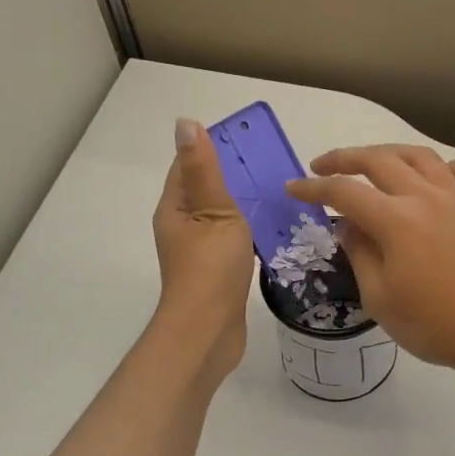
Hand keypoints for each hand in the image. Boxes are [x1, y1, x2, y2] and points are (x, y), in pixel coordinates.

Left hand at [153, 119, 254, 382]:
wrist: (208, 332)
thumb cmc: (210, 269)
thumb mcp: (213, 211)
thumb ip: (204, 170)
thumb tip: (185, 123)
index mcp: (175, 208)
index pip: (188, 165)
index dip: (213, 147)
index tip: (248, 138)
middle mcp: (182, 226)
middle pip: (205, 190)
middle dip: (234, 174)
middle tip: (274, 163)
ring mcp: (198, 252)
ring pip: (221, 217)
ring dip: (244, 204)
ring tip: (279, 191)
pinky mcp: (216, 272)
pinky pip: (233, 240)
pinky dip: (250, 230)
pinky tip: (275, 229)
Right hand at [287, 144, 454, 379]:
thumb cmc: (434, 326)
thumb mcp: (380, 300)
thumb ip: (359, 255)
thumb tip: (347, 225)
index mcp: (396, 221)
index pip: (344, 192)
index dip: (314, 188)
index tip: (293, 188)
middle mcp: (427, 198)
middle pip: (380, 161)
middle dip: (345, 159)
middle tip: (323, 166)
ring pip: (422, 157)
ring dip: (391, 153)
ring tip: (374, 162)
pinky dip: (452, 167)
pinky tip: (442, 175)